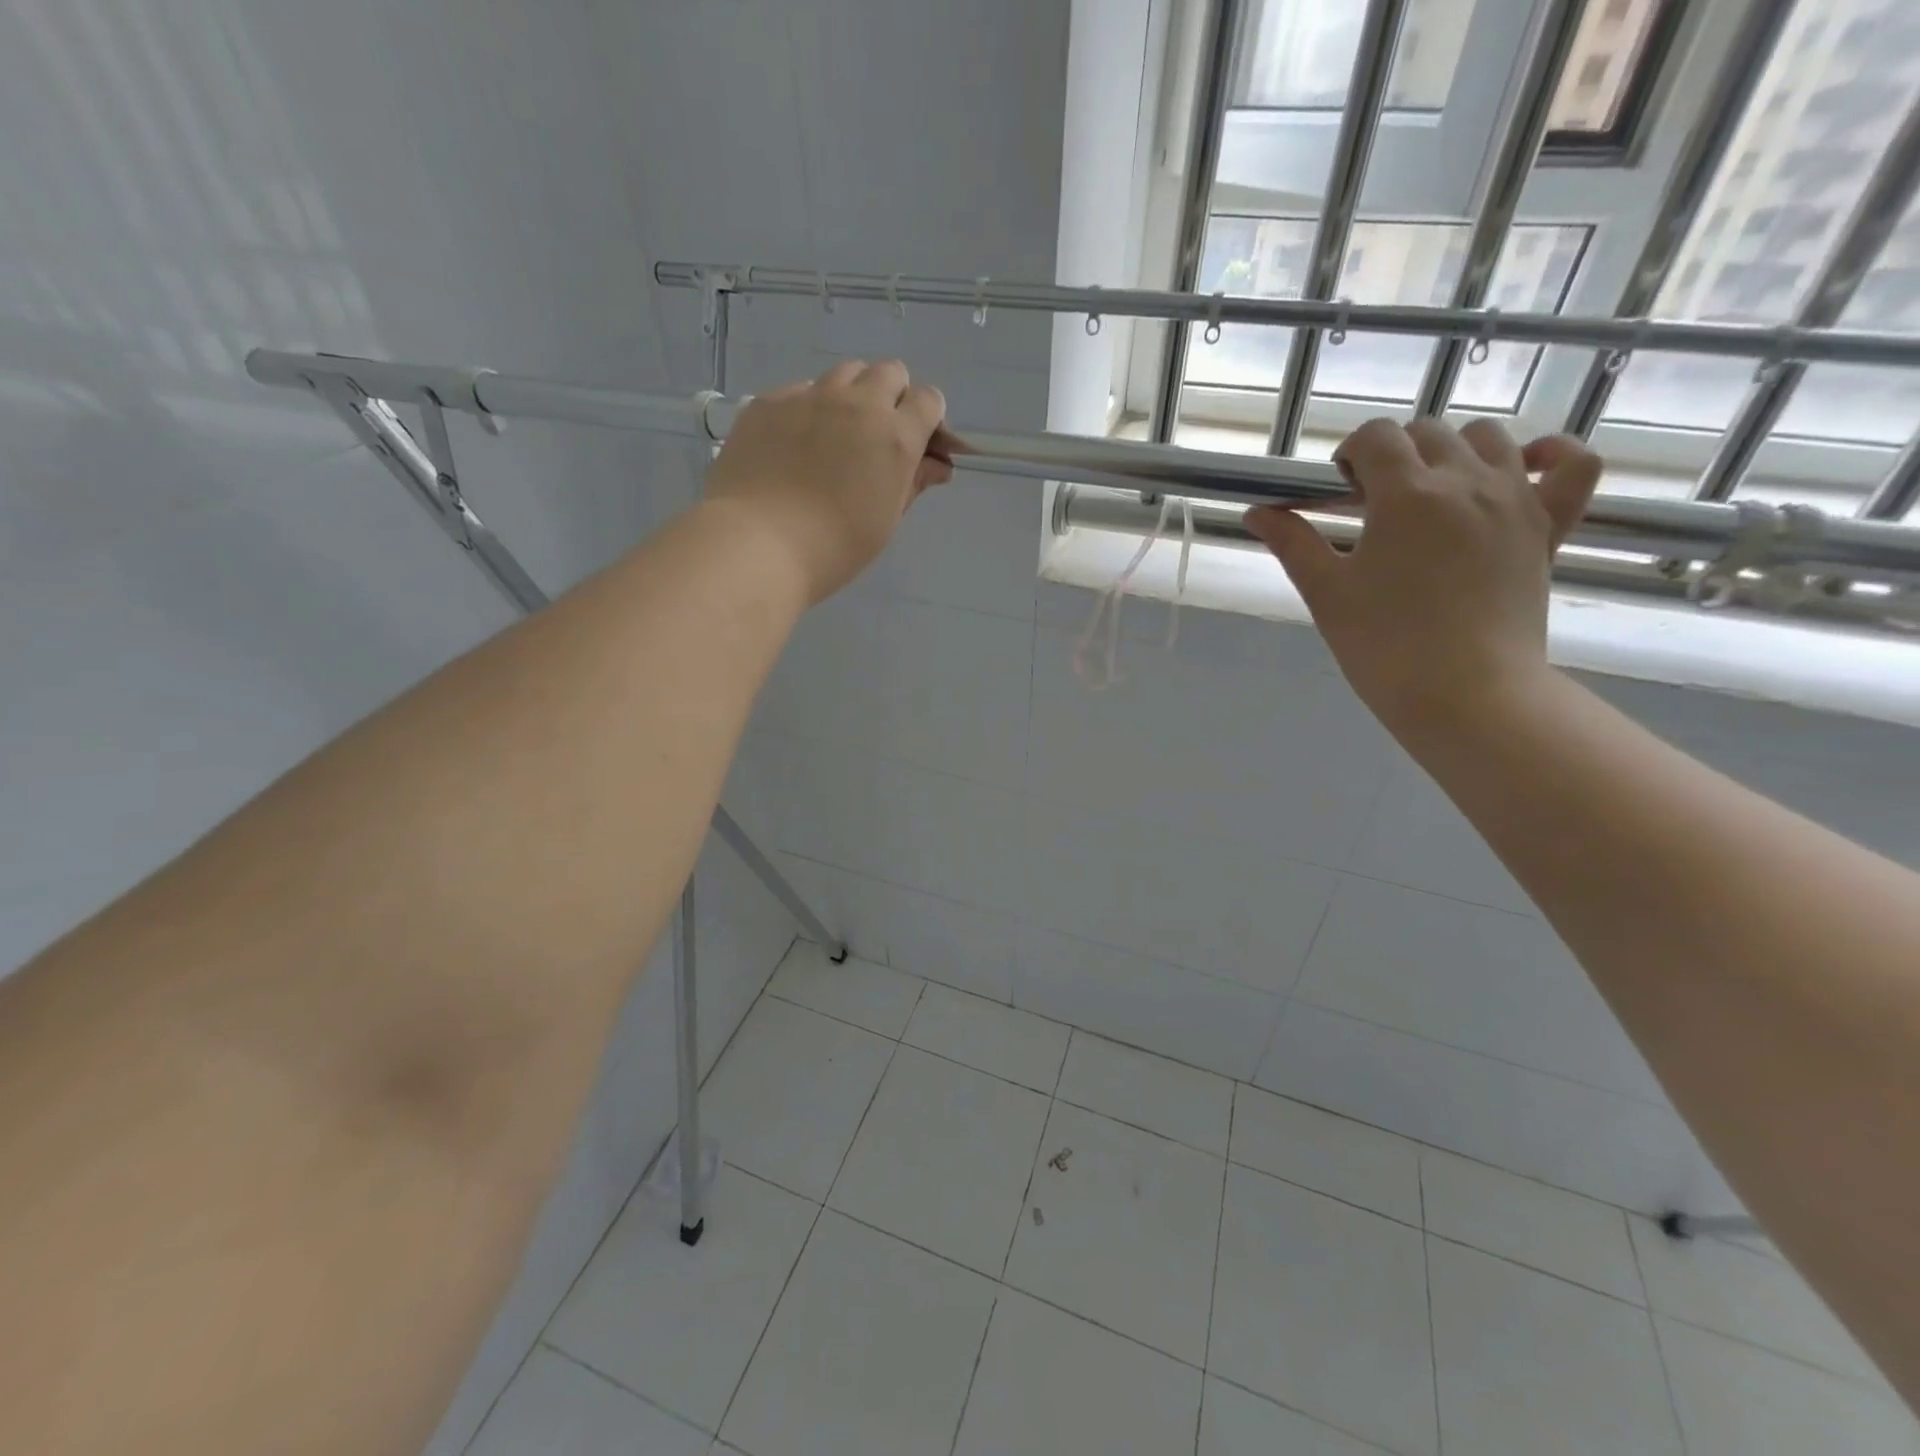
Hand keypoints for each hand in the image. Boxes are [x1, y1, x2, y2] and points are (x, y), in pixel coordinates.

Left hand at [703, 359, 954, 604]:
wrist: (757, 544)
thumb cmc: (834, 547)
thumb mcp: (885, 521)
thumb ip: (913, 483)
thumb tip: (937, 464)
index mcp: (895, 436)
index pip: (929, 400)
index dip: (928, 420)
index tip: (919, 445)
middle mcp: (856, 404)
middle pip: (889, 373)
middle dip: (893, 398)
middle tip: (877, 438)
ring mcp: (809, 397)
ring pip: (844, 374)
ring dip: (851, 396)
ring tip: (835, 437)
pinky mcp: (769, 402)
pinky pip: (800, 391)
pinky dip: (808, 410)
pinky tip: (794, 447)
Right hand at [1244, 417, 1601, 738]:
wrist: (1465, 694)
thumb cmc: (1384, 645)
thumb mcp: (1326, 592)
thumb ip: (1292, 542)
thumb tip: (1256, 512)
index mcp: (1407, 494)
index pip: (1376, 437)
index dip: (1349, 454)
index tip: (1338, 491)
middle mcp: (1466, 480)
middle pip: (1427, 432)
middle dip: (1393, 454)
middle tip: (1373, 505)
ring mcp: (1516, 499)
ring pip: (1489, 437)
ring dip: (1452, 451)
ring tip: (1432, 493)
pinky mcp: (1549, 526)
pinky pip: (1572, 465)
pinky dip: (1549, 454)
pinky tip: (1520, 469)